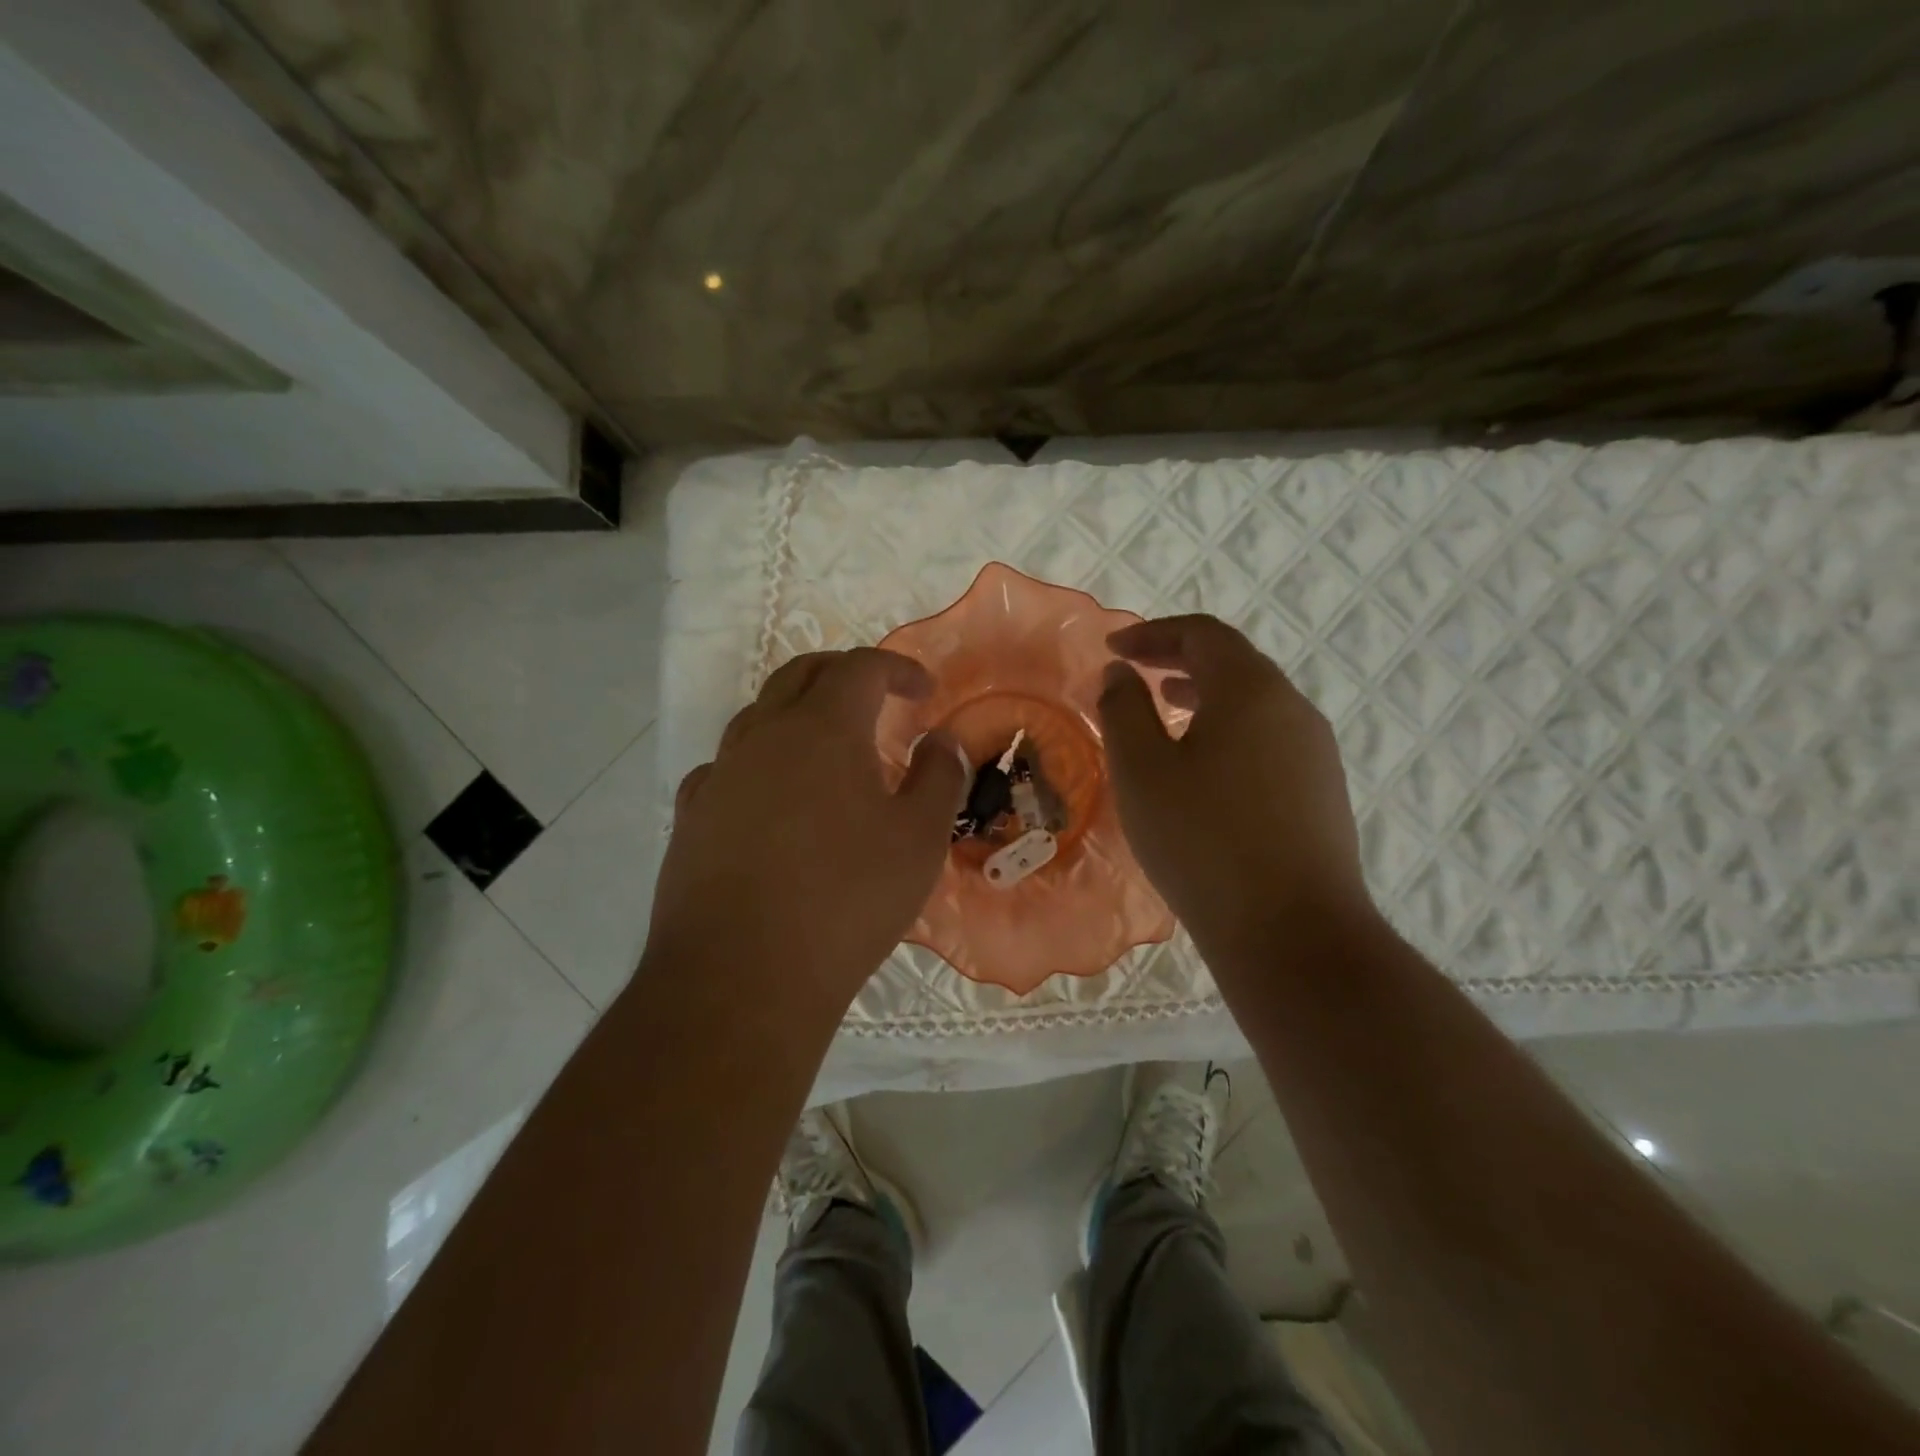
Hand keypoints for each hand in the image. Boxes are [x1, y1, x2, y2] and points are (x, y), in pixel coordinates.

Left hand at [647, 649, 967, 1013]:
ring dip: (798, 714)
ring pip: (758, 716)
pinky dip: (758, 762)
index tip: (923, 692)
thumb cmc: (847, 900)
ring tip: (828, 749)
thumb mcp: (918, 839)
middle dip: (844, 673)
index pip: (861, 668)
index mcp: (822, 728)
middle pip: (801, 674)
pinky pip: (727, 767)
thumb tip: (942, 739)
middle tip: (877, 698)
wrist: (741, 976)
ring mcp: (720, 775)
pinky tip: (771, 798)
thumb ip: (939, 777)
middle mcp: (763, 736)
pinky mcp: (692, 817)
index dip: (897, 668)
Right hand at [1098, 615, 1373, 963]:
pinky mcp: (1322, 792)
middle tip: (1136, 674)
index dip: (1153, 634)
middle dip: (1179, 660)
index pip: (1203, 634)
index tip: (1113, 648)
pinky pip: (1268, 738)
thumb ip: (1123, 710)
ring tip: (1166, 711)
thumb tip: (1120, 674)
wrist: (1292, 932)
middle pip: (1234, 663)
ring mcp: (1316, 752)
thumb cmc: (1203, 841)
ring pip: (1254, 703)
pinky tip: (1204, 768)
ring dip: (1206, 696)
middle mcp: (1293, 708)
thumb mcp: (1141, 771)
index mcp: (1251, 690)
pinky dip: (1229, 730)